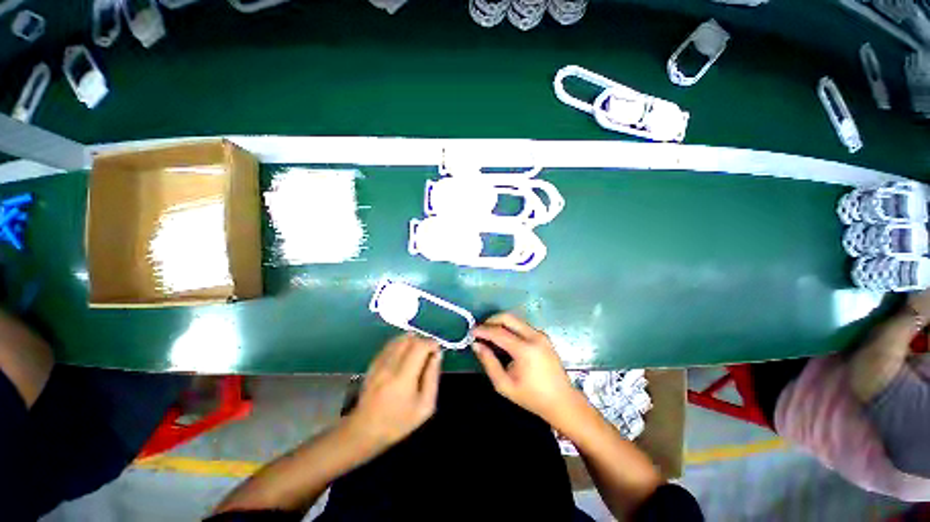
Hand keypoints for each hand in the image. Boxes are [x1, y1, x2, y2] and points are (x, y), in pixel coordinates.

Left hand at [347, 334, 441, 450]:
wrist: (364, 430)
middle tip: (428, 354)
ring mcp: (378, 362)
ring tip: (417, 355)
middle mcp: (389, 365)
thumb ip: (432, 377)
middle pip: (409, 339)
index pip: (420, 346)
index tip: (437, 351)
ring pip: (399, 339)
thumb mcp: (425, 406)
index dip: (432, 344)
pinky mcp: (373, 362)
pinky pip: (390, 344)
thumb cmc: (398, 422)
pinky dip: (401, 345)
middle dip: (423, 341)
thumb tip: (437, 354)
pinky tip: (404, 358)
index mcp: (403, 378)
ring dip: (412, 341)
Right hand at [472, 313, 578, 424]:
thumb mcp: (504, 385)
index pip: (498, 332)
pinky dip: (510, 328)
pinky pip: (522, 325)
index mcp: (525, 350)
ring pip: (515, 319)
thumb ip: (488, 362)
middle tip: (480, 330)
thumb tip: (476, 345)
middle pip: (508, 317)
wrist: (562, 401)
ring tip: (489, 335)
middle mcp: (534, 336)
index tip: (471, 332)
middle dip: (491, 320)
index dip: (482, 330)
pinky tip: (504, 339)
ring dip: (500, 323)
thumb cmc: (532, 397)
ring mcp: (541, 334)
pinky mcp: (543, 336)